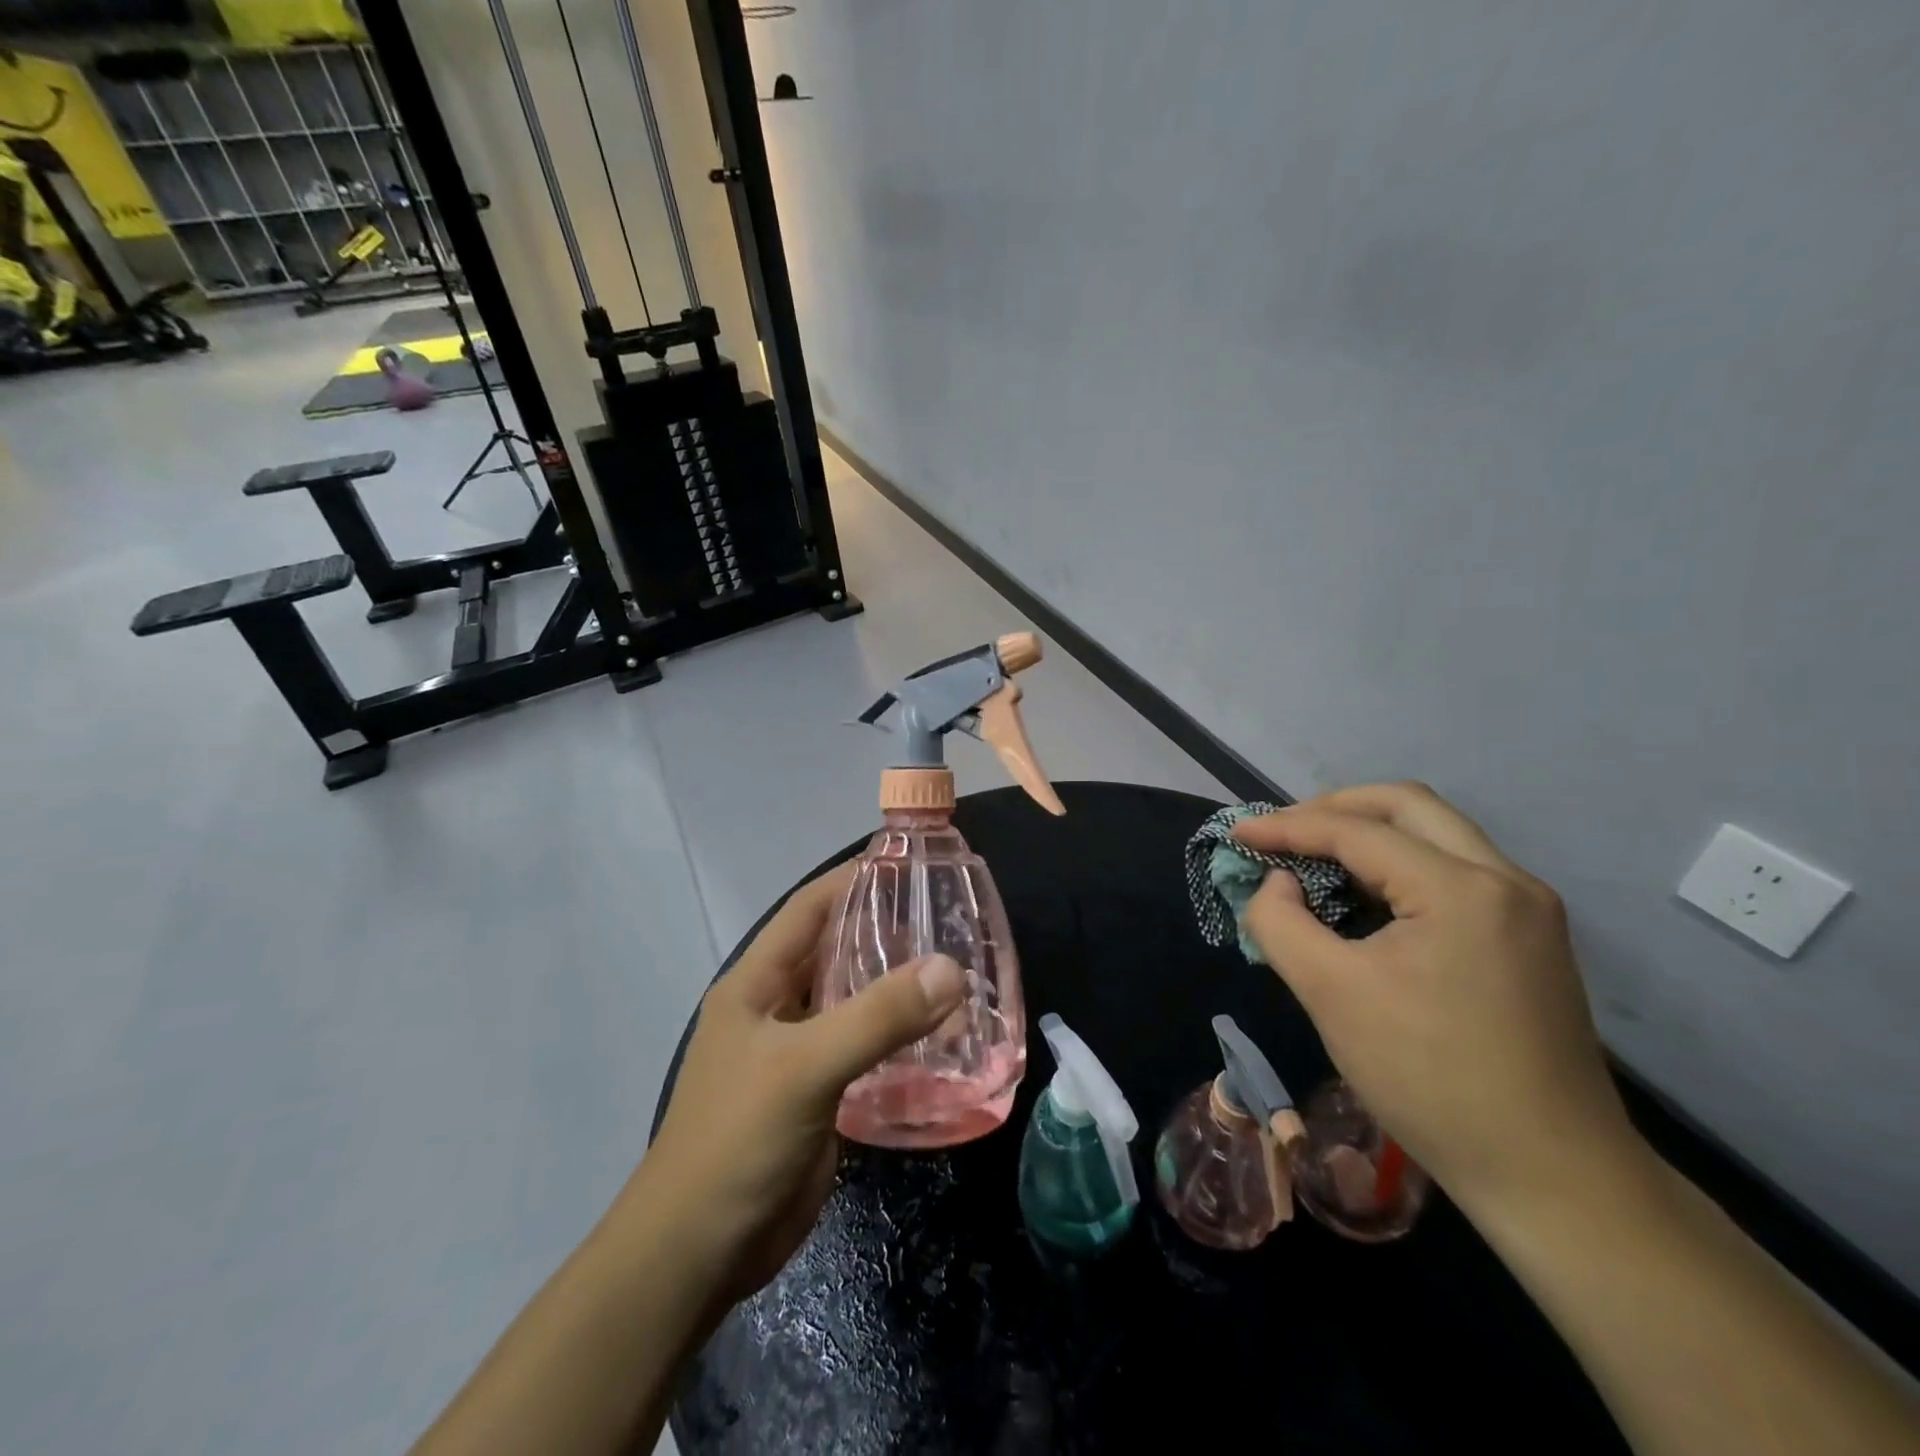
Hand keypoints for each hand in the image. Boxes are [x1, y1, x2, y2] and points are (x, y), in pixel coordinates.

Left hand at [633, 863, 967, 1307]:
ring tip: (957, 971)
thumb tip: (950, 968)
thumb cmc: (736, 1141)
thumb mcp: (805, 1068)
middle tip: (947, 917)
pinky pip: (865, 1050)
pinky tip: (944, 1037)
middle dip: (885, 932)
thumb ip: (877, 1017)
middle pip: (836, 952)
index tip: (907, 861)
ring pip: (854, 1002)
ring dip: (897, 988)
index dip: (853, 879)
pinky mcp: (819, 1094)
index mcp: (757, 984)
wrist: (698, 1254)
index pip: (809, 909)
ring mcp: (797, 1053)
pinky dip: (900, 1038)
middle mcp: (777, 1009)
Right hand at [1235, 783, 1642, 1215]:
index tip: (1237, 832)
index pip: (1357, 831)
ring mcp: (1526, 909)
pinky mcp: (1529, 938)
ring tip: (1313, 861)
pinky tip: (1363, 899)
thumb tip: (1277, 884)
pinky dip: (1398, 867)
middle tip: (1284, 832)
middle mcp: (1505, 880)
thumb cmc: (1430, 1080)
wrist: (1553, 1178)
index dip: (1287, 826)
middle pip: (1408, 805)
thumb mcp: (1331, 995)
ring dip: (1369, 835)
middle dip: (1335, 808)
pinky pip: (1453, 871)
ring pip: (1436, 834)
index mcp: (1461, 889)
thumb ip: (1281, 923)